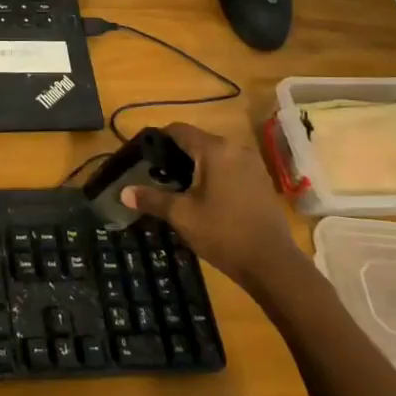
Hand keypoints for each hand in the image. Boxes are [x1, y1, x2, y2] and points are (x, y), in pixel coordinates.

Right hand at [120, 122, 298, 289]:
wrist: (273, 265)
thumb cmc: (223, 232)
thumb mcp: (181, 215)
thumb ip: (151, 199)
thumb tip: (123, 193)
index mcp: (215, 150)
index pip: (179, 130)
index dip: (158, 139)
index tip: (143, 155)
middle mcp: (236, 149)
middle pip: (198, 141)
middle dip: (176, 154)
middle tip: (157, 174)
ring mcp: (253, 165)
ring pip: (215, 155)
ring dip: (196, 165)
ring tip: (178, 187)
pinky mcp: (261, 182)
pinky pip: (230, 167)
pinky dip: (215, 174)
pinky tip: (206, 197)